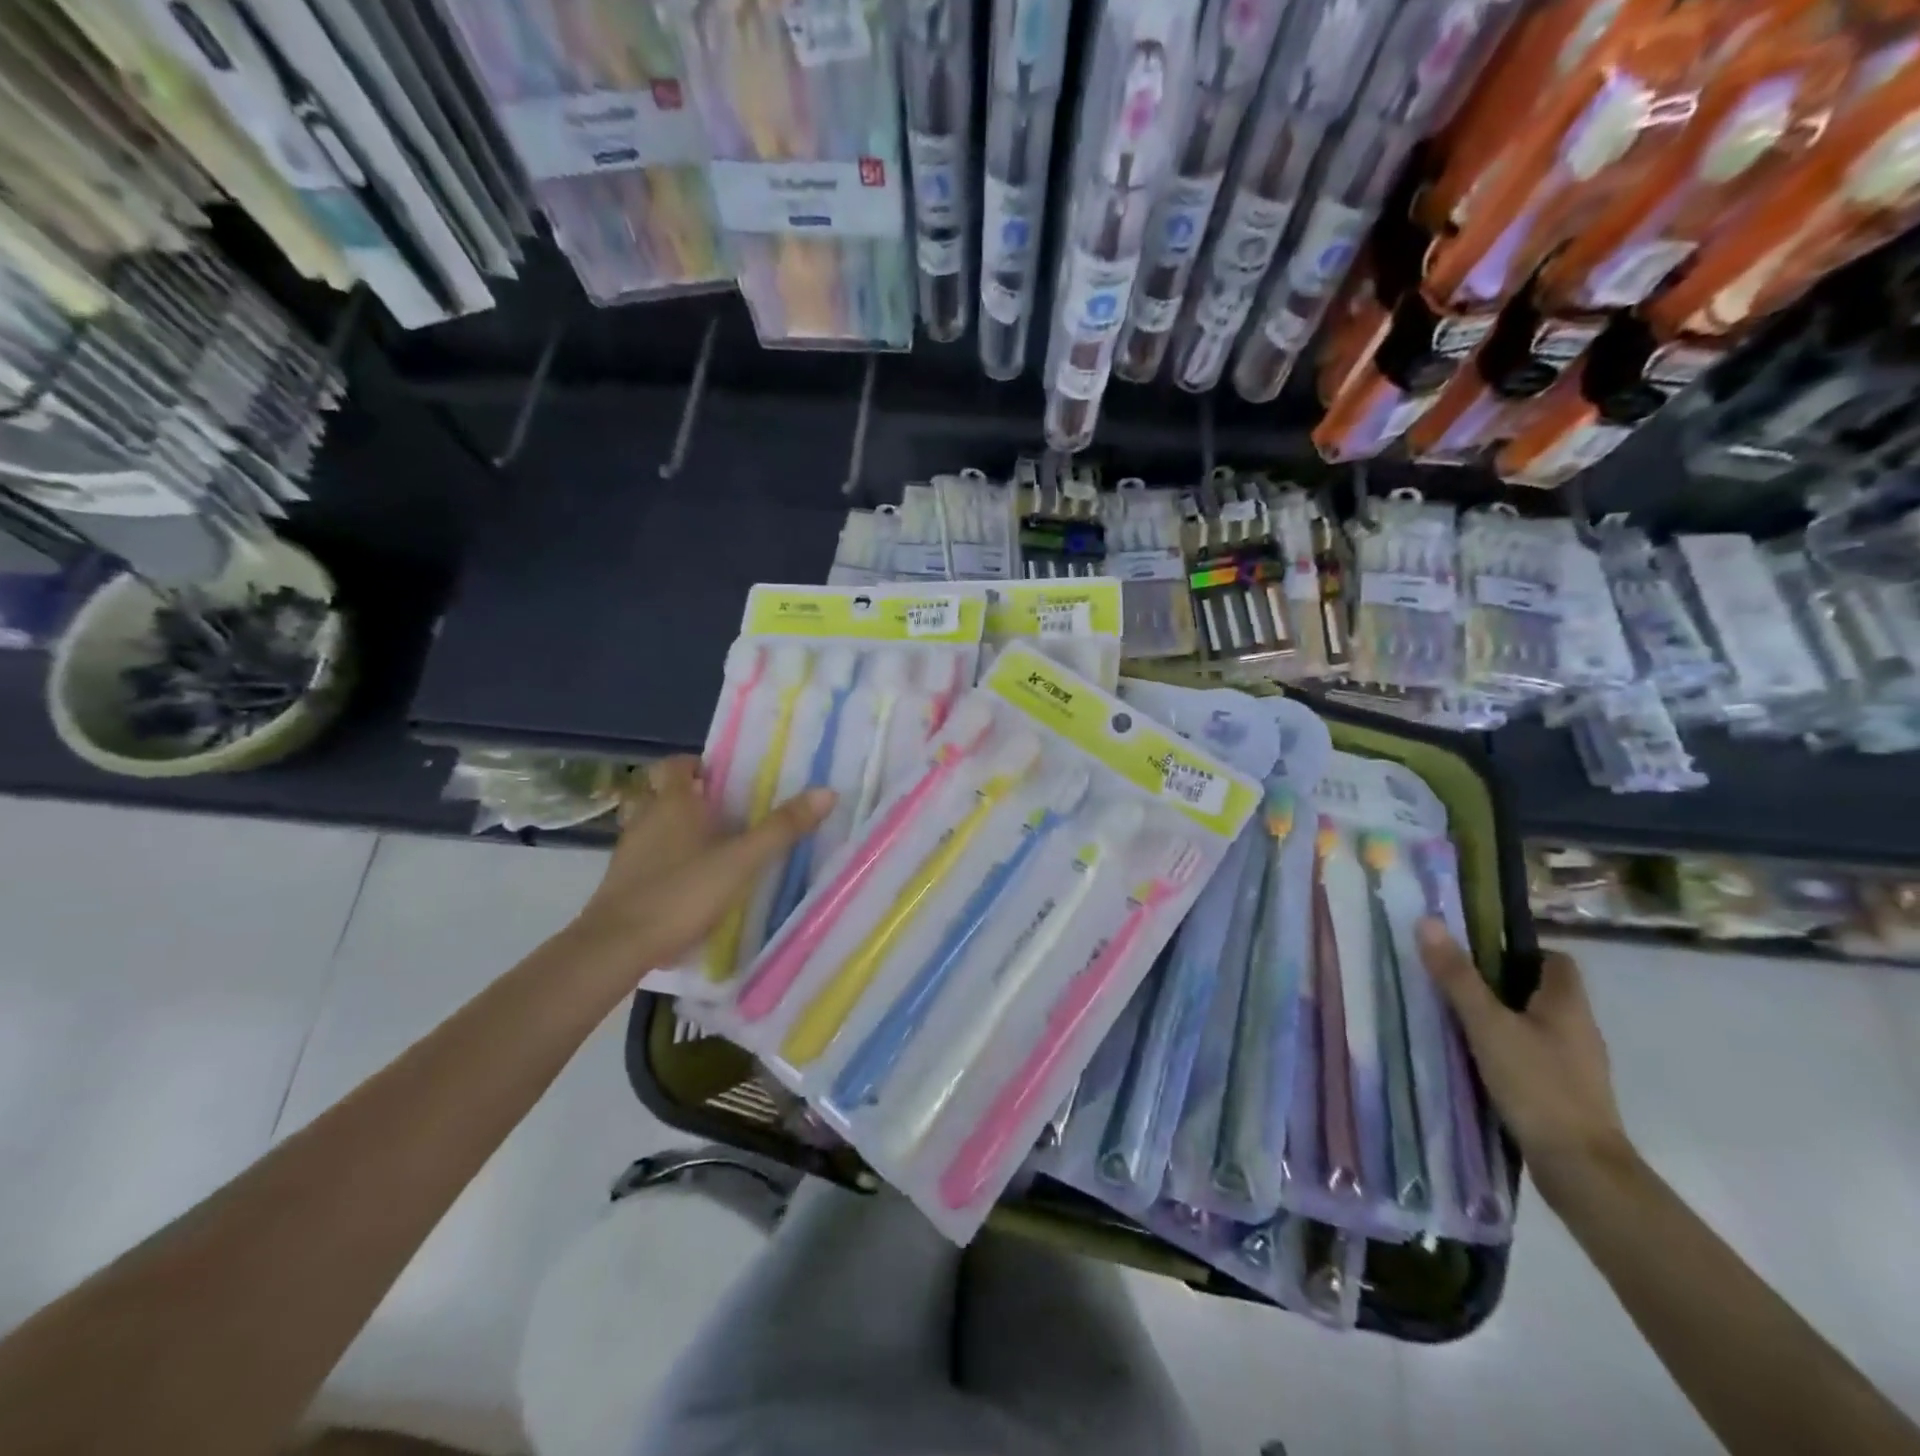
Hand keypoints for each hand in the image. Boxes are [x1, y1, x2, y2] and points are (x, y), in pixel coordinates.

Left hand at [565, 756, 833, 983]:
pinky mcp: (622, 882)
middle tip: (728, 811)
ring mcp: (630, 851)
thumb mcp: (741, 861)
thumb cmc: (681, 892)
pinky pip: (647, 856)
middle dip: (692, 797)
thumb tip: (826, 792)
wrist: (616, 946)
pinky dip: (666, 859)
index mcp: (673, 803)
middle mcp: (647, 818)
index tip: (724, 776)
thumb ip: (781, 828)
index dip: (697, 764)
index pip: (675, 764)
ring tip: (713, 845)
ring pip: (654, 825)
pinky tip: (689, 881)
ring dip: (678, 828)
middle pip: (664, 793)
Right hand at [1416, 920, 1633, 1195]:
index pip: (1554, 960)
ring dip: (1502, 1017)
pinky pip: (1534, 1054)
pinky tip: (1478, 1059)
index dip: (1518, 950)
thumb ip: (1457, 976)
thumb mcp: (1486, 1024)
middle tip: (1454, 981)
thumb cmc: (1536, 1084)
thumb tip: (1428, 921)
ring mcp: (1576, 1064)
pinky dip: (1508, 1049)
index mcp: (1568, 1004)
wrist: (1580, 1168)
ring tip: (1457, 1018)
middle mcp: (1579, 1029)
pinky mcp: (1565, 1092)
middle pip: (1541, 991)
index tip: (1476, 952)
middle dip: (1500, 983)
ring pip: (1536, 1024)